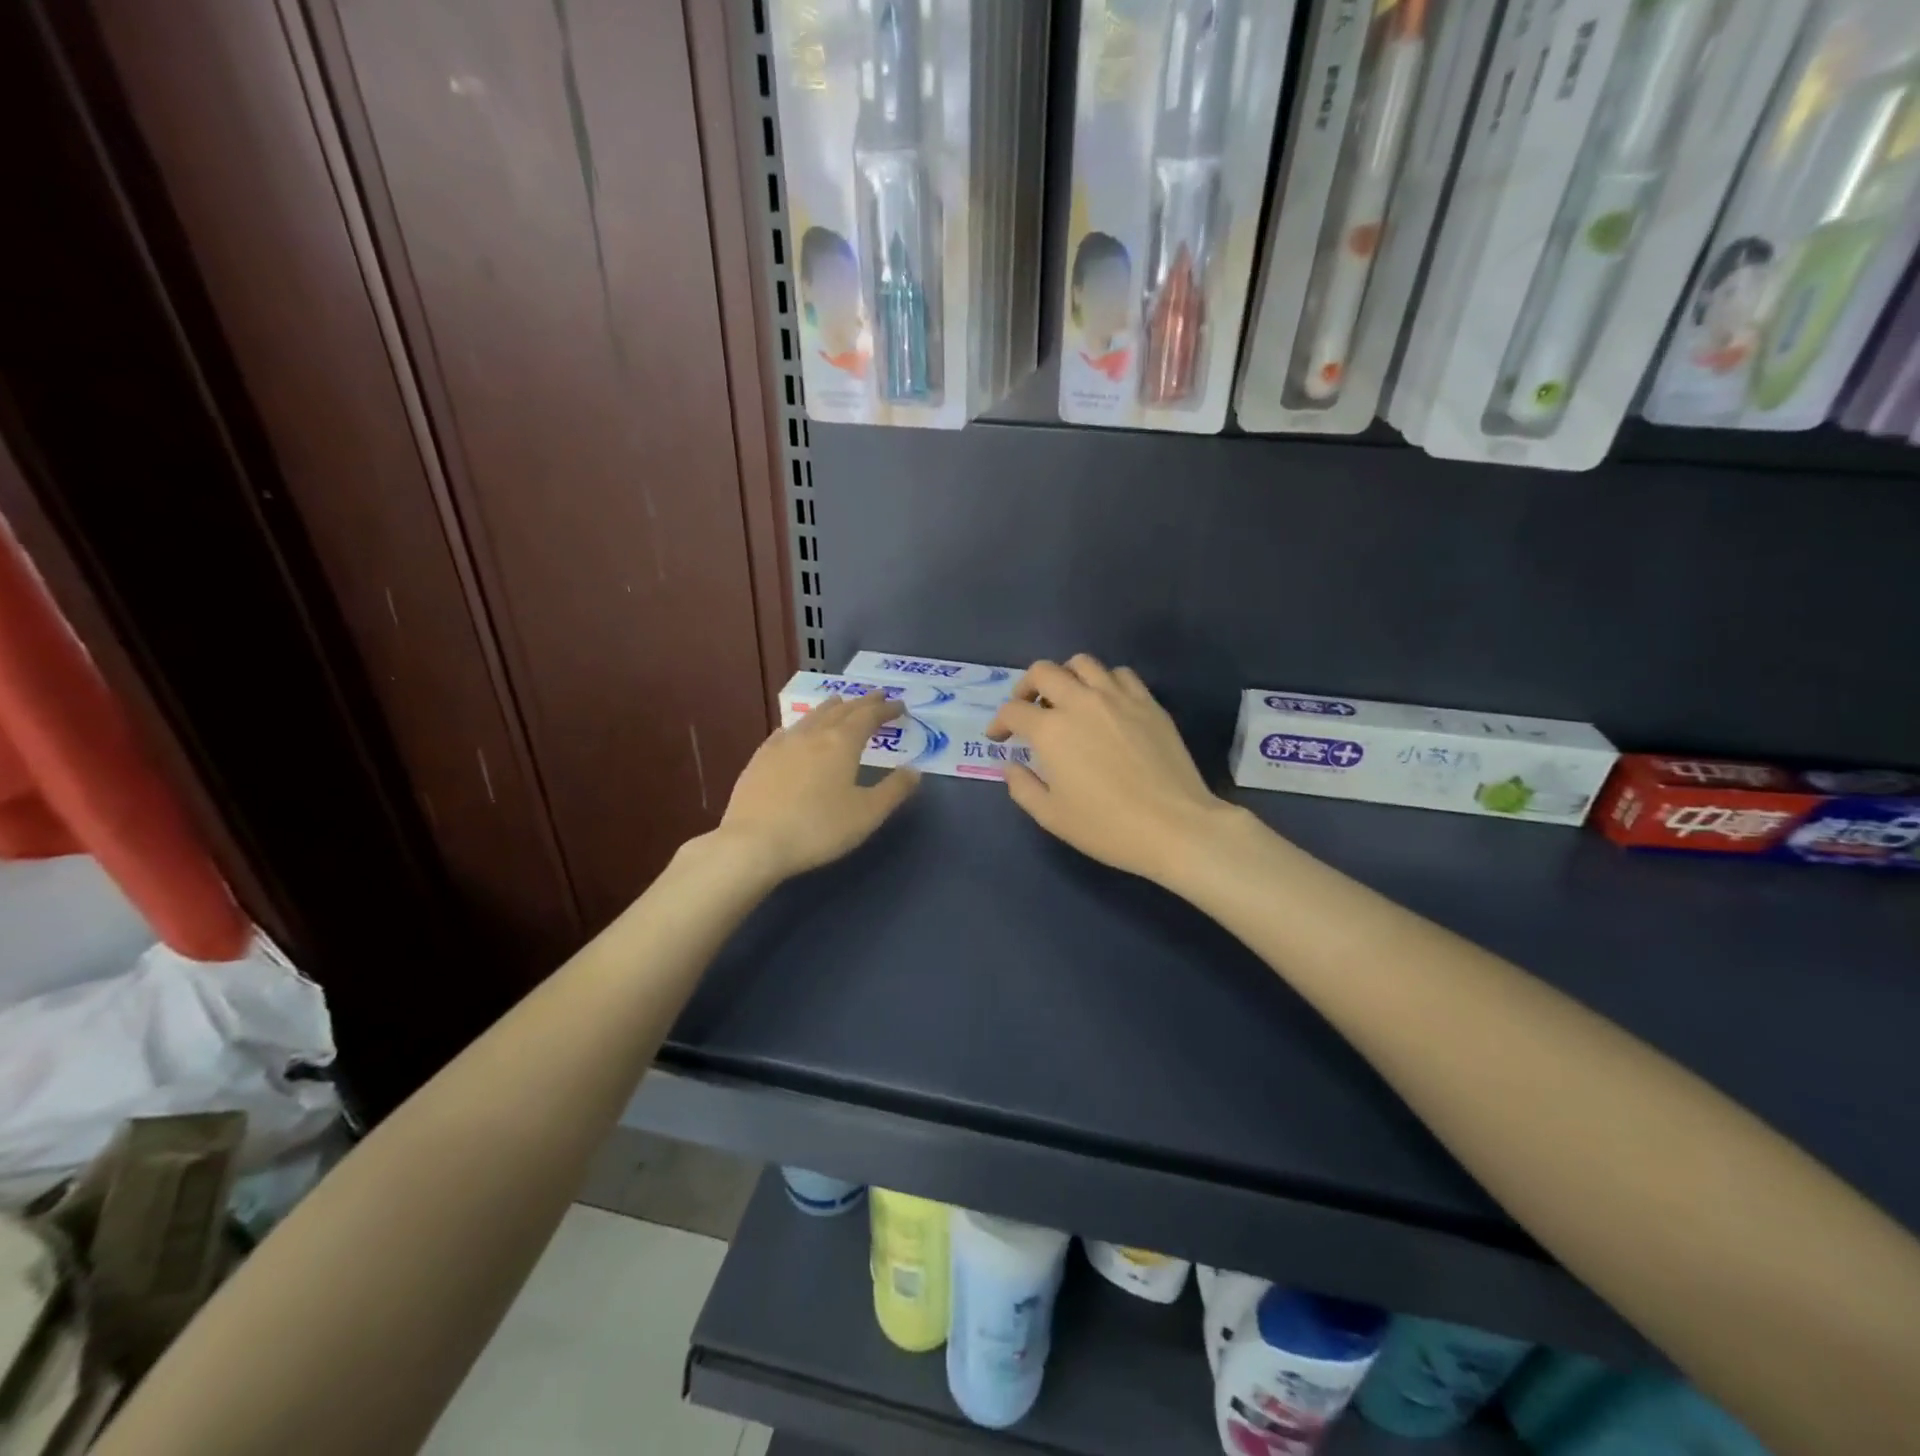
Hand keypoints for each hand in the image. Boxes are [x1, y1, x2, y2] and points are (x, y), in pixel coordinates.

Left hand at [715, 693, 920, 880]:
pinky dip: (801, 724)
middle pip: (841, 710)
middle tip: (876, 696)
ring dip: (831, 707)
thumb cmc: (818, 829)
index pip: (868, 716)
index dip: (886, 709)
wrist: (754, 843)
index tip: (899, 705)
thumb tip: (915, 770)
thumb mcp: (867, 814)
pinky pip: (787, 731)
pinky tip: (796, 730)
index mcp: (842, 743)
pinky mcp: (760, 759)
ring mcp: (782, 744)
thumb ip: (894, 790)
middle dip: (862, 702)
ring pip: (812, 716)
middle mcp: (812, 735)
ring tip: (840, 701)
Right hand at [987, 656, 1231, 884]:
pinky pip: (1120, 674)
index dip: (998, 722)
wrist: (1174, 827)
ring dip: (1066, 676)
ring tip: (1067, 699)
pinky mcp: (1148, 702)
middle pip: (1043, 671)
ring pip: (1083, 663)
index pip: (1013, 711)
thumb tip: (1011, 765)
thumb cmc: (1107, 827)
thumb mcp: (1052, 816)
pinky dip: (1105, 682)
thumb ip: (1023, 787)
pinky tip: (1106, 704)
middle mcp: (1081, 702)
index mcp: (1051, 730)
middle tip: (1027, 708)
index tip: (998, 738)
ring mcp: (1118, 698)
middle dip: (1026, 687)